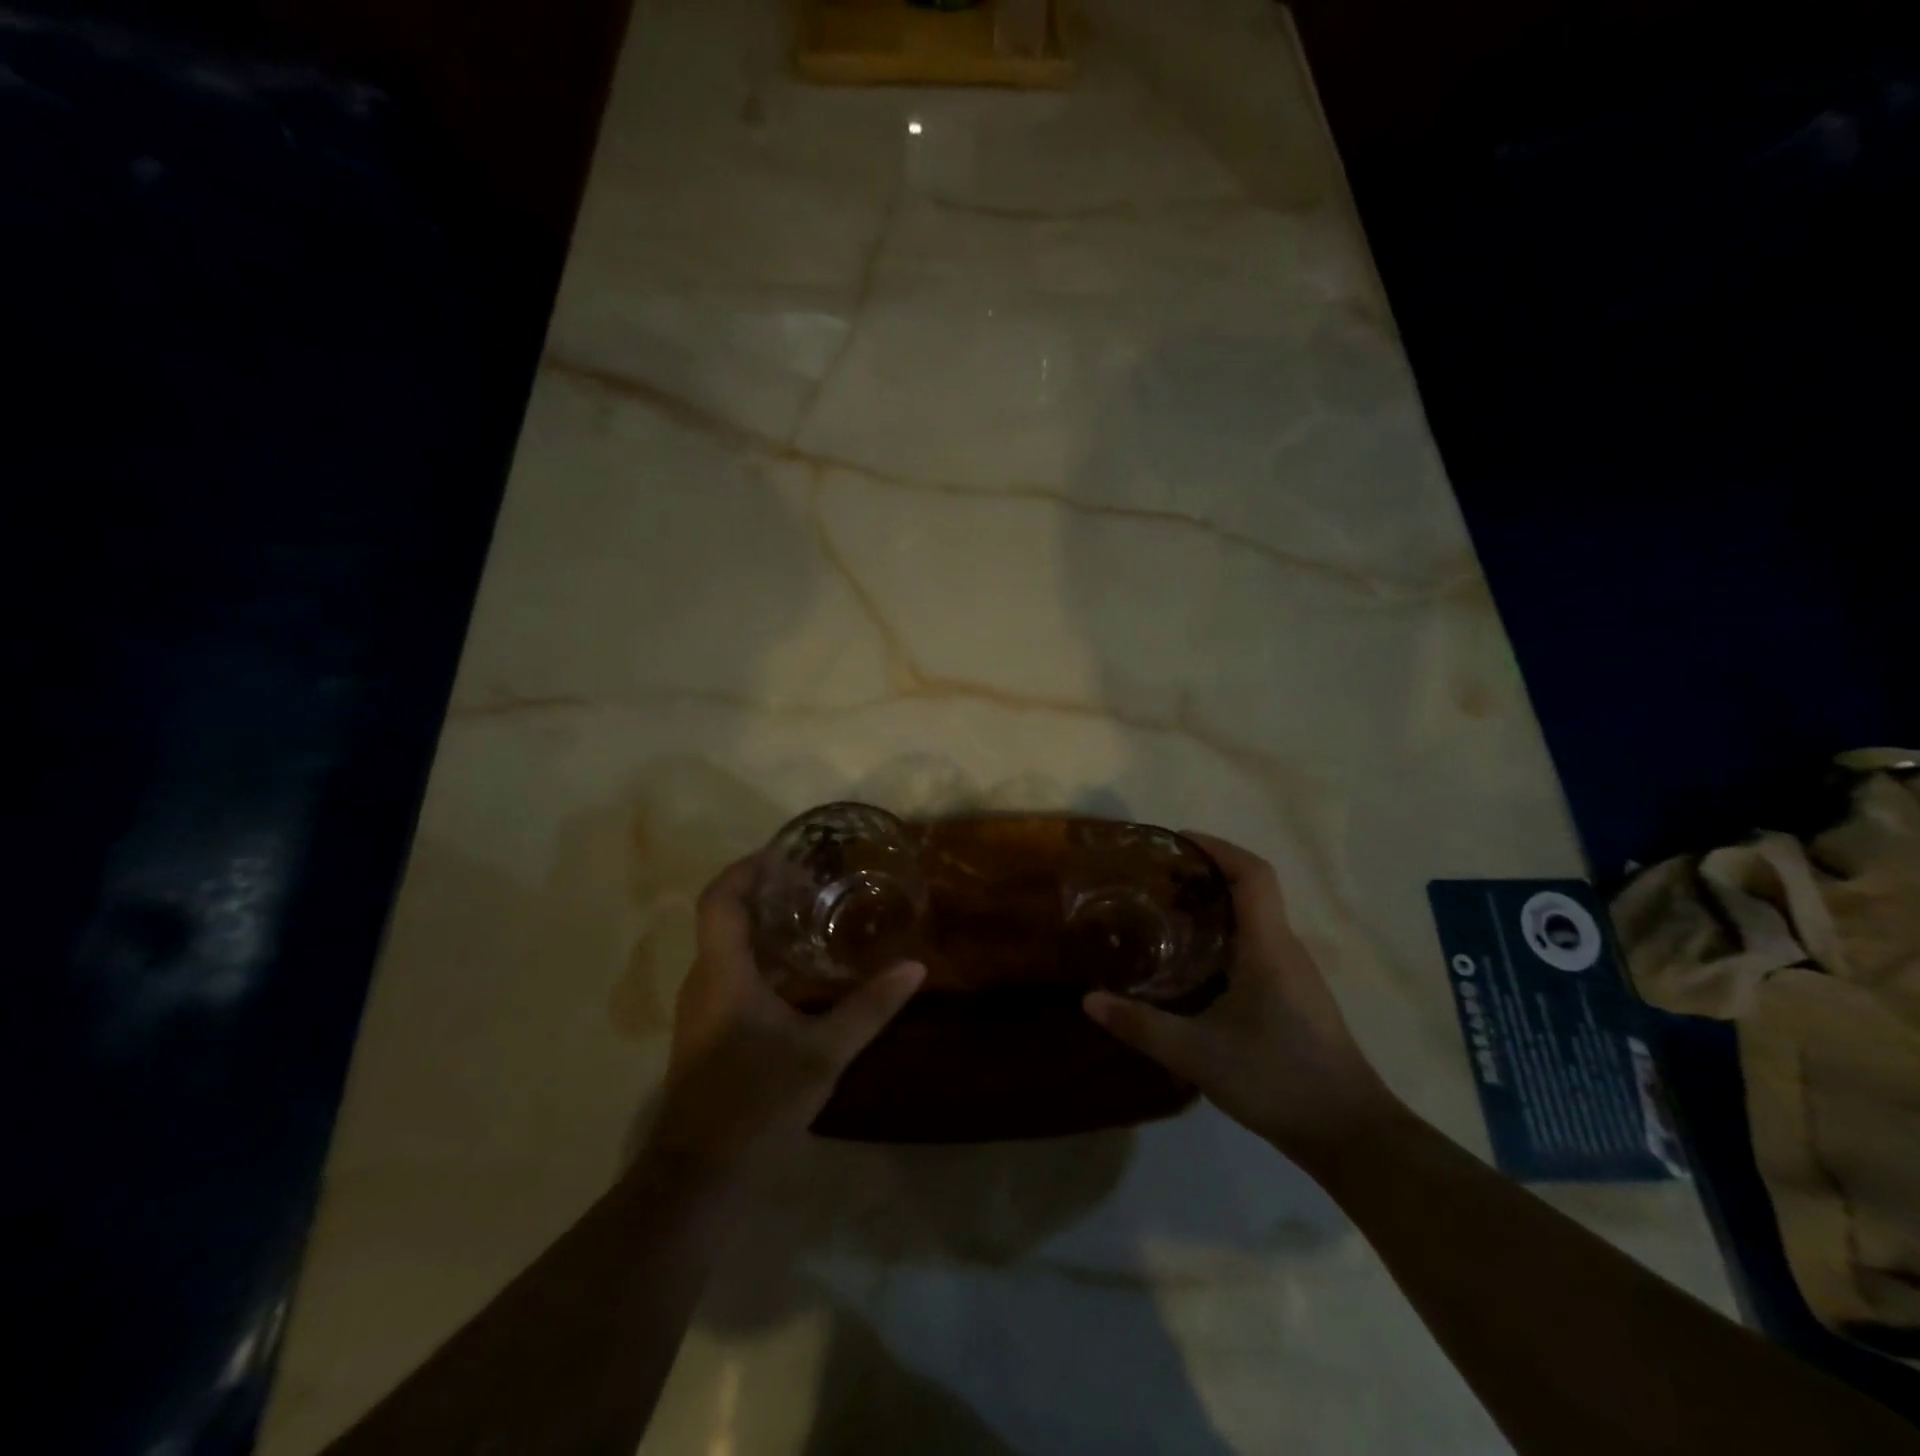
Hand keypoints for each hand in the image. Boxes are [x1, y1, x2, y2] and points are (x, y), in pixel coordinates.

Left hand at [650, 856, 924, 1175]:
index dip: (747, 868)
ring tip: (812, 915)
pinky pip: (730, 973)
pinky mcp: (706, 1031)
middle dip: (763, 891)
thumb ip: (869, 1008)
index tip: (786, 854)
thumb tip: (915, 968)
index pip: (719, 898)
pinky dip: (760, 956)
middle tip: (814, 881)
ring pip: (726, 946)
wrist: (698, 1178)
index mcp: (722, 972)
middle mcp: (703, 980)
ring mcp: (700, 1007)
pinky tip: (799, 972)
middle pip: (724, 917)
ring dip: (762, 924)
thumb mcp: (822, 1054)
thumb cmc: (755, 1104)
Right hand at [1083, 832, 1402, 1164]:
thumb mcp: (1197, 1054)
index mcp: (1268, 945)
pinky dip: (1226, 934)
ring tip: (1169, 914)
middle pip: (1252, 889)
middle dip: (1206, 874)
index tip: (1177, 841)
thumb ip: (1141, 1026)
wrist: (1349, 1134)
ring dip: (1216, 906)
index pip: (1252, 874)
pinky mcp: (1295, 996)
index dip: (1217, 848)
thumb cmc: (1276, 1079)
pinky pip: (1258, 944)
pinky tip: (1196, 964)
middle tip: (1158, 880)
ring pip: (1255, 918)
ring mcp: (1295, 973)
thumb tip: (1089, 1000)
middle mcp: (1285, 948)